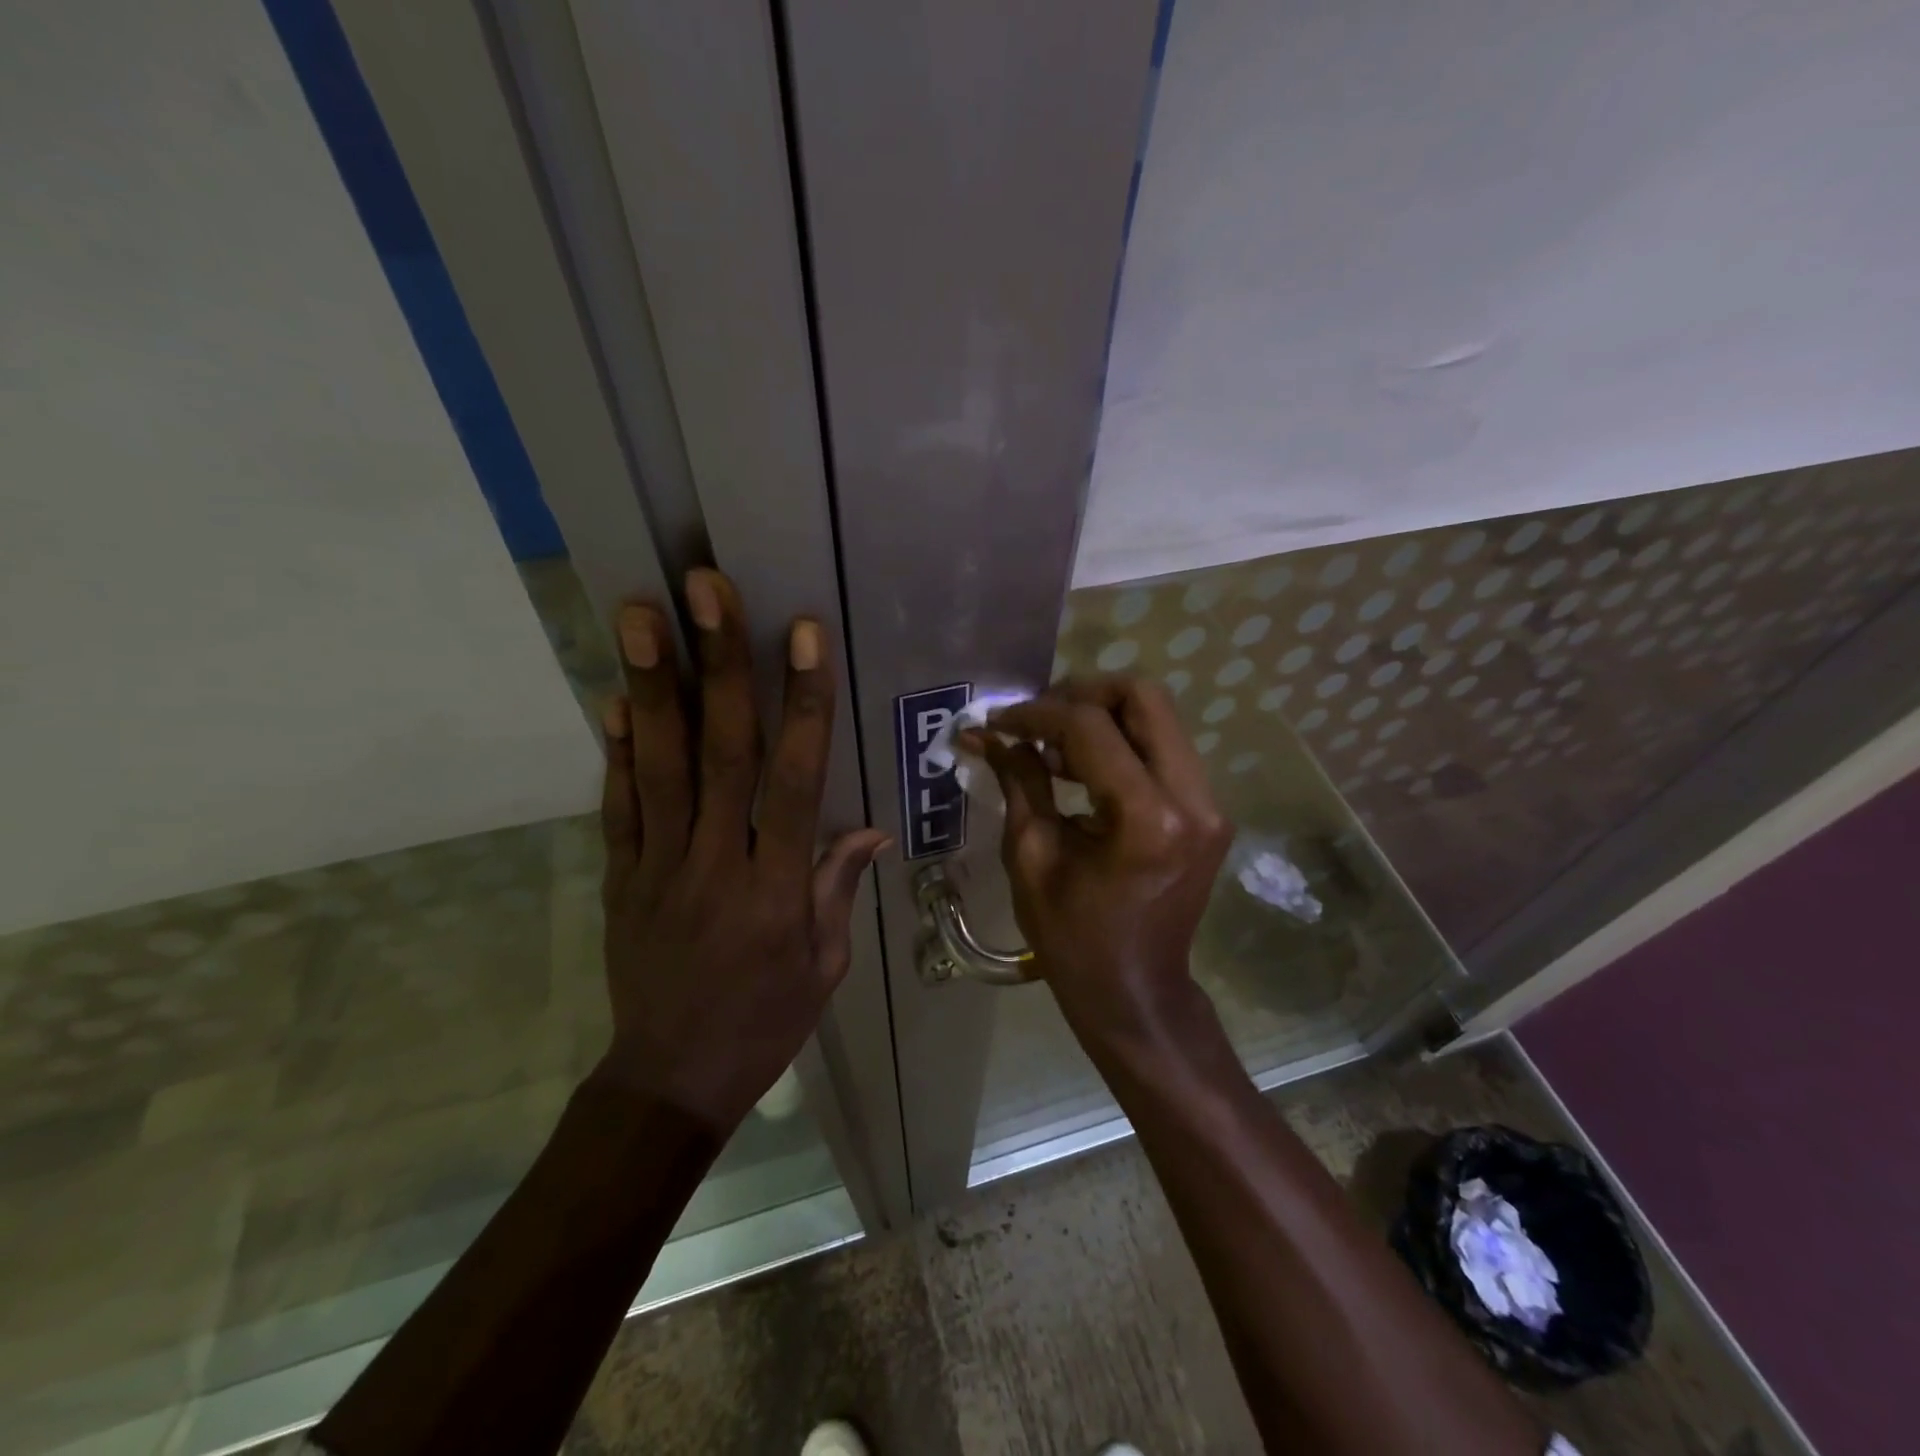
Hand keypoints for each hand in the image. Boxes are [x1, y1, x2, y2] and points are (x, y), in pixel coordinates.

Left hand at [593, 569, 889, 1130]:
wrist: (672, 1079)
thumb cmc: (765, 1022)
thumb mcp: (826, 966)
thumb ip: (838, 889)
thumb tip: (867, 827)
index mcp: (779, 888)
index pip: (795, 780)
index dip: (802, 704)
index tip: (802, 635)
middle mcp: (717, 864)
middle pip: (720, 753)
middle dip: (717, 665)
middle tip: (703, 589)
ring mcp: (659, 868)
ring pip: (659, 766)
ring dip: (651, 685)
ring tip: (638, 613)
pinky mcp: (620, 879)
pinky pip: (618, 808)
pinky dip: (617, 751)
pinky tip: (615, 697)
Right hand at [967, 675, 1232, 1048]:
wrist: (1136, 993)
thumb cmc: (1073, 938)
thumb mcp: (1031, 857)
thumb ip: (1017, 781)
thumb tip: (986, 734)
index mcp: (1146, 818)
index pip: (1090, 727)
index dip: (1037, 714)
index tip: (998, 722)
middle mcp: (1192, 799)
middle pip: (1145, 697)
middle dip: (1083, 694)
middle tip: (1037, 719)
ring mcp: (1210, 804)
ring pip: (1158, 718)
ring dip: (1101, 718)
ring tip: (1051, 749)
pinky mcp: (1209, 812)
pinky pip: (1163, 750)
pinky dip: (1120, 744)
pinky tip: (1080, 769)